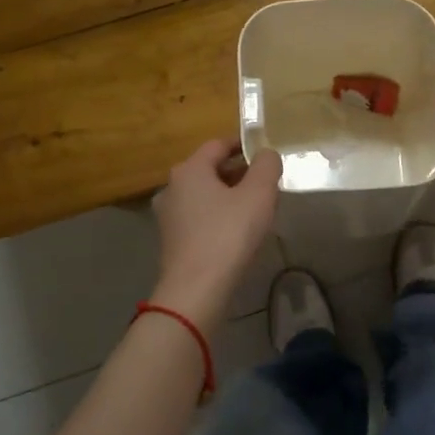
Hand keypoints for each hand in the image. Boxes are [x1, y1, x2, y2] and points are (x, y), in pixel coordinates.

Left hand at [149, 138, 282, 328]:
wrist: (196, 290)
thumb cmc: (228, 234)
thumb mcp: (259, 194)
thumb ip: (266, 166)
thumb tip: (266, 154)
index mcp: (189, 169)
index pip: (218, 144)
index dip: (243, 144)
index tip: (264, 152)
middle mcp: (172, 187)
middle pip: (210, 169)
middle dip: (238, 172)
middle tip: (265, 182)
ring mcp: (168, 216)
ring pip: (204, 195)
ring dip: (228, 195)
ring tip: (255, 207)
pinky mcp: (171, 240)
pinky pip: (199, 217)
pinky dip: (218, 216)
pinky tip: (237, 231)